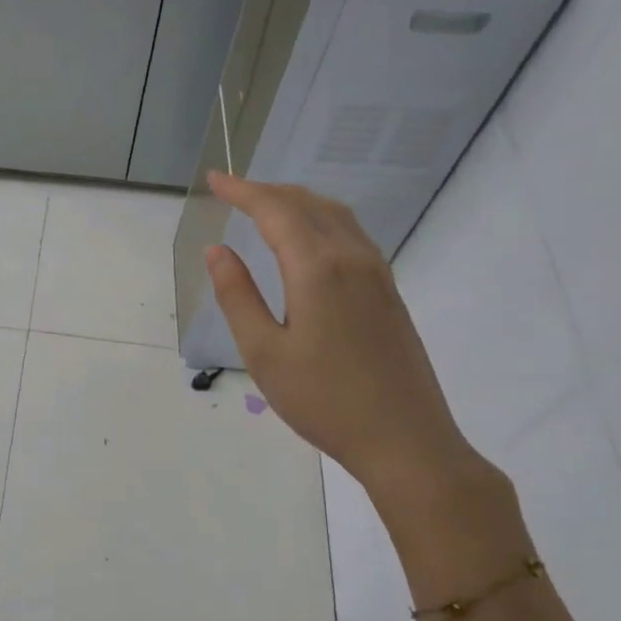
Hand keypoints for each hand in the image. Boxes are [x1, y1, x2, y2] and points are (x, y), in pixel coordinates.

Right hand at [203, 171, 475, 493]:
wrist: (406, 440)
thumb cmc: (324, 400)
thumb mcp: (264, 352)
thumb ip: (237, 295)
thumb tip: (216, 250)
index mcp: (317, 268)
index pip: (274, 211)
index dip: (242, 191)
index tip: (214, 180)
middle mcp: (351, 258)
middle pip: (307, 204)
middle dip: (267, 191)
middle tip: (232, 191)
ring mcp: (377, 273)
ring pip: (334, 215)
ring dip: (296, 202)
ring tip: (264, 206)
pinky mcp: (388, 291)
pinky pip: (350, 234)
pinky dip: (319, 219)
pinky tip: (306, 239)